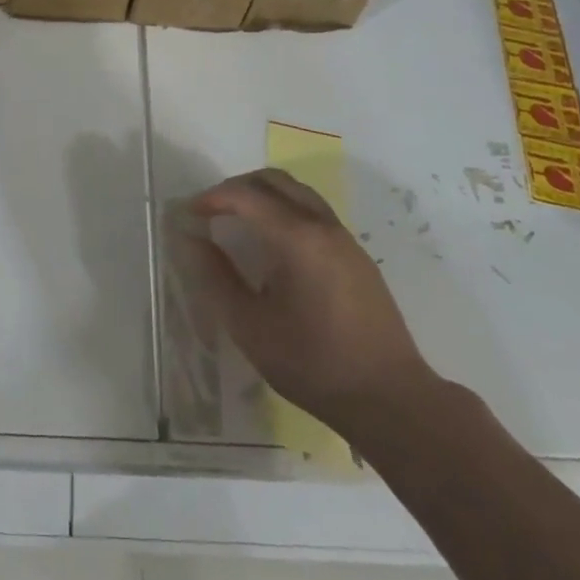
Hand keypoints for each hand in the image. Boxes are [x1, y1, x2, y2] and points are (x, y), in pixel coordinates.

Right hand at [180, 169, 434, 441]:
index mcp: (296, 238)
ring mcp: (344, 238)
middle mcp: (322, 225)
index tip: (189, 214)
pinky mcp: (356, 255)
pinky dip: (285, 208)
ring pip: (297, 191)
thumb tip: (190, 239)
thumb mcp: (250, 327)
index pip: (245, 195)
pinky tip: (274, 244)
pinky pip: (314, 211)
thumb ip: (215, 277)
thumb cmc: (313, 364)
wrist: (390, 398)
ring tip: (239, 221)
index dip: (212, 198)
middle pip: (273, 181)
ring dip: (263, 194)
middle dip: (236, 188)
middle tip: (211, 212)